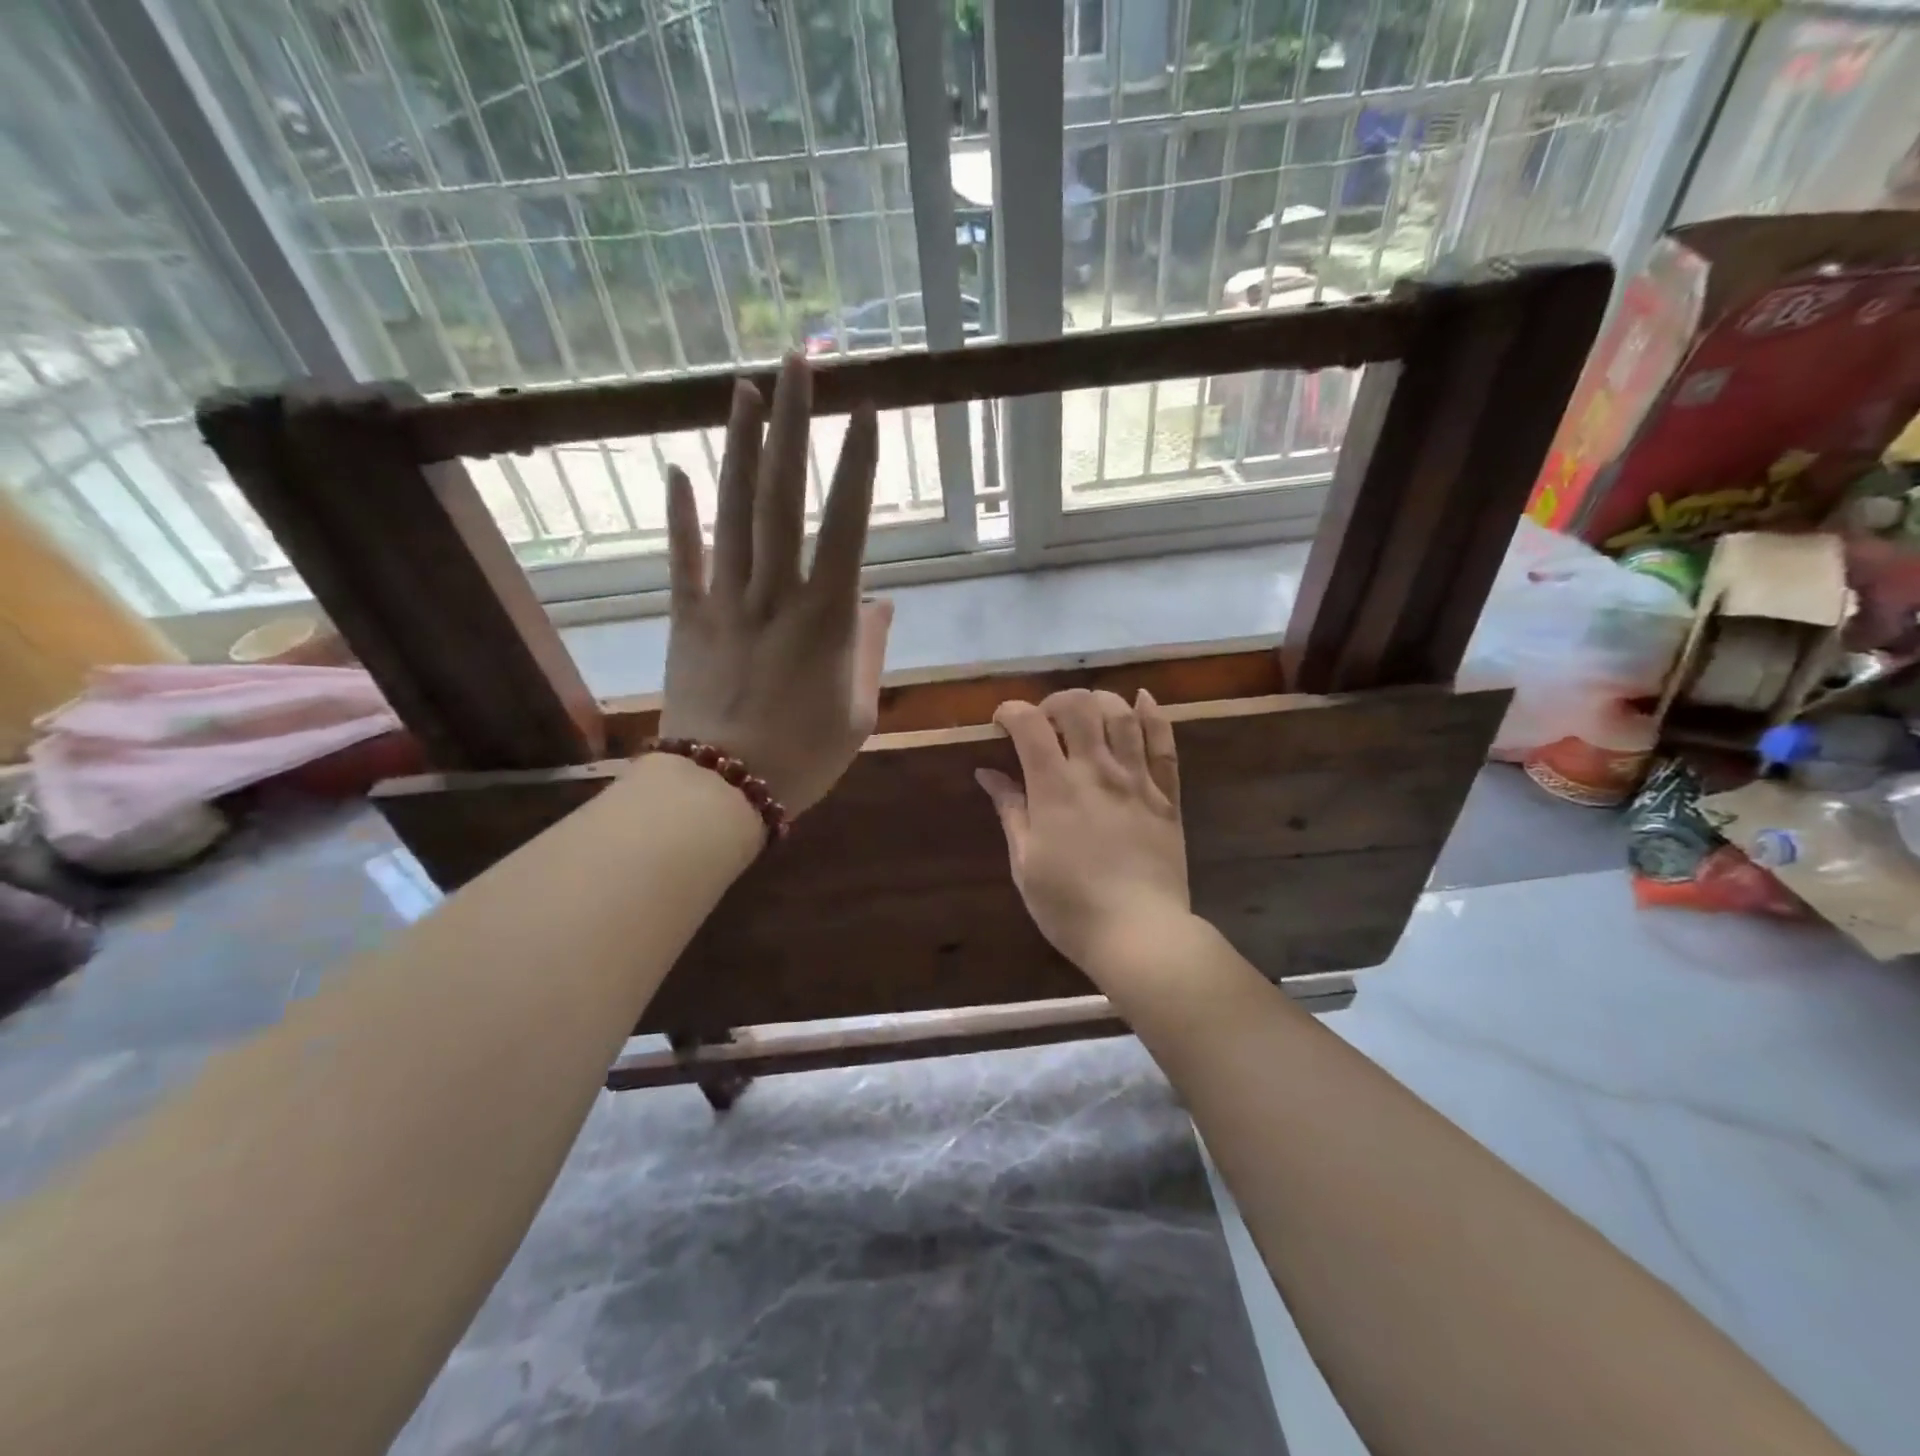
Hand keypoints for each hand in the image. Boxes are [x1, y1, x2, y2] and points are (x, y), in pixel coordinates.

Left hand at [659, 354, 892, 814]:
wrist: (723, 790)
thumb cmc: (803, 757)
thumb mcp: (857, 711)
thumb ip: (870, 650)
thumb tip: (882, 601)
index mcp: (826, 617)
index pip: (847, 524)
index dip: (858, 463)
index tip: (866, 408)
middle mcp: (775, 593)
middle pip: (782, 495)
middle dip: (793, 423)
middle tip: (798, 362)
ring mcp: (725, 601)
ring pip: (732, 512)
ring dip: (739, 446)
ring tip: (745, 388)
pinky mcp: (686, 618)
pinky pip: (682, 558)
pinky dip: (679, 513)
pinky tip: (675, 467)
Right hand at [975, 689, 1189, 979]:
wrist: (1139, 934)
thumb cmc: (1069, 906)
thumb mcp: (1025, 863)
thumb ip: (1010, 811)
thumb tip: (988, 773)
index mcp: (1055, 788)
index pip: (1030, 725)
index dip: (1011, 712)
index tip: (1002, 724)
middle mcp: (1097, 771)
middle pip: (1078, 706)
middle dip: (1054, 702)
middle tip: (1044, 721)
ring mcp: (1137, 780)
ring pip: (1121, 714)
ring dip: (1099, 701)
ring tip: (1085, 712)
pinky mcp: (1167, 795)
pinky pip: (1164, 743)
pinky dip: (1153, 715)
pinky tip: (1142, 699)